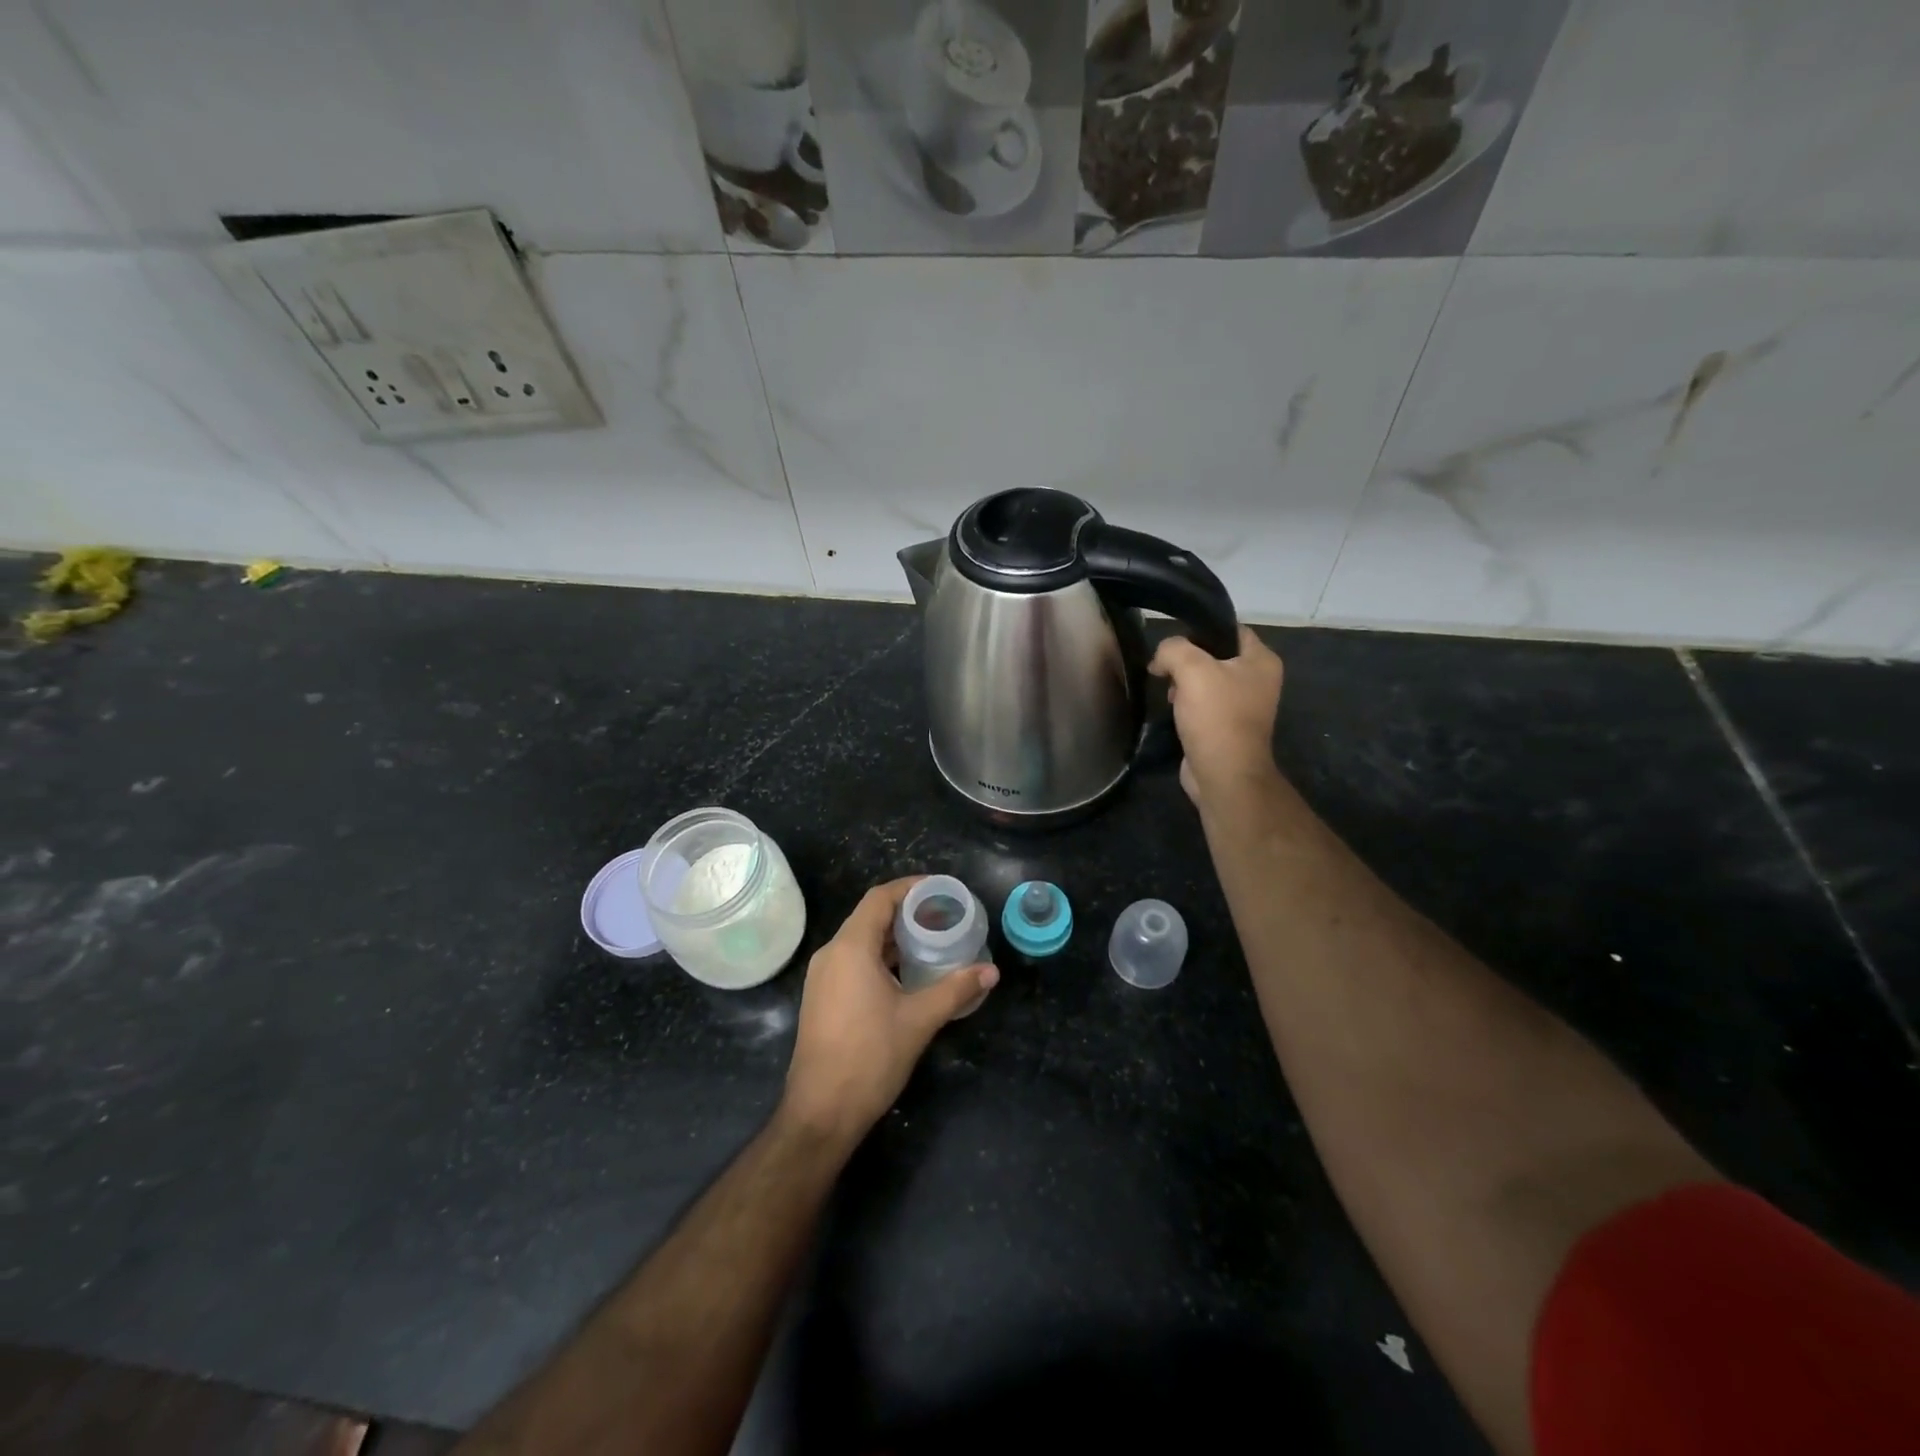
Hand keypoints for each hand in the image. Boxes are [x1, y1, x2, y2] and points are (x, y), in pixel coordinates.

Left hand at [781, 877, 997, 1147]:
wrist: (821, 1113)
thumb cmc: (870, 1057)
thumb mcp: (919, 1020)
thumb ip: (956, 990)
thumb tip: (991, 971)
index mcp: (850, 948)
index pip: (879, 898)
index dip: (910, 888)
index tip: (941, 889)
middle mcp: (831, 954)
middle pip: (870, 917)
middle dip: (907, 913)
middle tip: (944, 916)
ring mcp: (823, 977)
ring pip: (861, 941)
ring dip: (894, 937)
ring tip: (932, 942)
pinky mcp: (822, 998)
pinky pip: (853, 962)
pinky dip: (881, 958)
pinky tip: (907, 974)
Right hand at [1149, 626, 1284, 806]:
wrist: (1223, 773)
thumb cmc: (1216, 716)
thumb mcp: (1192, 669)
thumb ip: (1173, 649)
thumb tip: (1161, 659)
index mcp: (1262, 660)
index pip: (1229, 628)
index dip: (1199, 630)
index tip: (1173, 641)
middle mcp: (1257, 679)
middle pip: (1214, 654)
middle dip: (1186, 660)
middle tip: (1166, 669)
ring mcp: (1243, 704)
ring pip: (1205, 679)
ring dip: (1183, 683)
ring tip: (1169, 692)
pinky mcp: (1226, 725)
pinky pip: (1203, 703)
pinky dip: (1186, 703)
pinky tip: (1173, 710)